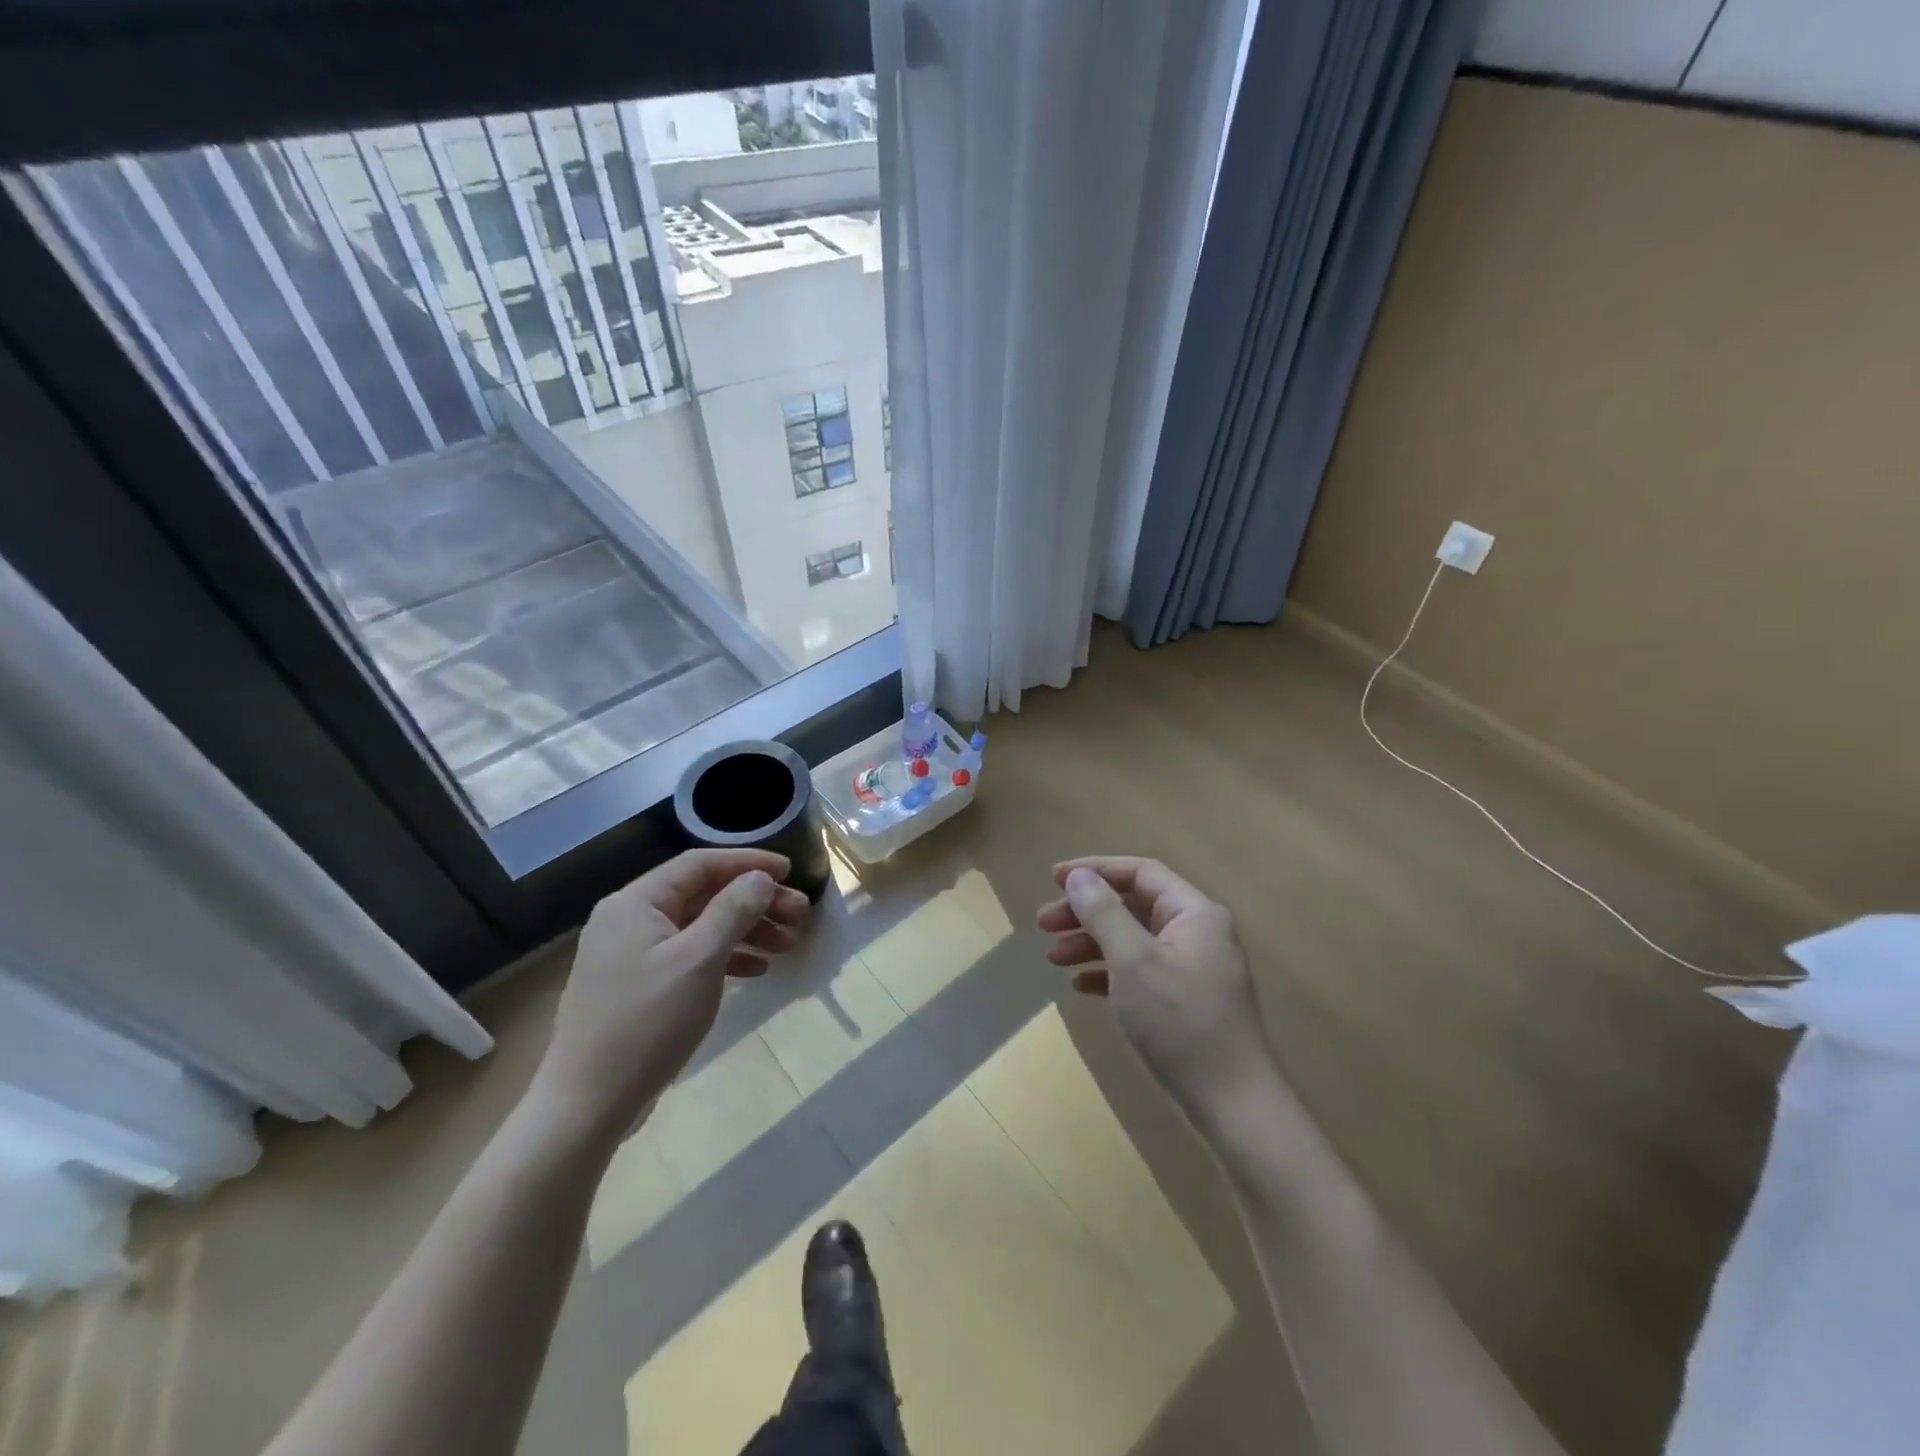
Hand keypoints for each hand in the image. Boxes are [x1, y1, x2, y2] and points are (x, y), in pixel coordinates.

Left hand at [532, 849, 810, 1133]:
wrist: (587, 1106)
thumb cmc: (646, 1024)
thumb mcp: (699, 961)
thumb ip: (733, 911)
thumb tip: (760, 877)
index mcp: (635, 903)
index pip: (700, 864)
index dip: (748, 863)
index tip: (790, 871)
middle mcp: (630, 919)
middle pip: (704, 895)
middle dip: (754, 902)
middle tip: (799, 914)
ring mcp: (632, 954)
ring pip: (701, 926)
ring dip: (746, 930)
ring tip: (788, 945)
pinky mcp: (639, 985)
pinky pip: (690, 955)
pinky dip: (725, 957)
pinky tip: (757, 970)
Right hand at [1037, 856, 1272, 1125]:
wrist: (1233, 1106)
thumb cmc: (1180, 1023)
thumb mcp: (1134, 962)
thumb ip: (1104, 913)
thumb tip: (1078, 877)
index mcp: (1194, 913)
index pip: (1140, 872)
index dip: (1095, 870)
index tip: (1053, 879)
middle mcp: (1197, 932)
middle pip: (1133, 905)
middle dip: (1086, 911)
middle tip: (1043, 924)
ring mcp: (1194, 968)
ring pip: (1134, 939)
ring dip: (1092, 942)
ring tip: (1053, 957)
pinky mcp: (1187, 1000)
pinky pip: (1141, 971)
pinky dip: (1109, 972)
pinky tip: (1080, 986)